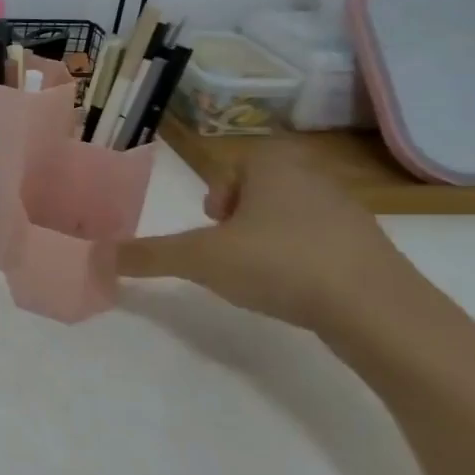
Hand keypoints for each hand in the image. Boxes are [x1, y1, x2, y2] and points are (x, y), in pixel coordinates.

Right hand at [116, 144, 418, 335]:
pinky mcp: (371, 250)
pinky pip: (321, 245)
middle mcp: (314, 177)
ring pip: (290, 217)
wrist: (378, 310)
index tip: (212, 225)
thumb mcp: (200, 259)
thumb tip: (96, 257)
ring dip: (268, 241)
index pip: (236, 164)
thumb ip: (149, 255)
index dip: (217, 194)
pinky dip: (302, 262)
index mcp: (274, 164)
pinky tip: (298, 292)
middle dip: (240, 219)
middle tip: (229, 250)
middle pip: (261, 190)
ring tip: (261, 275)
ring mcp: (349, 213)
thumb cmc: (280, 263)